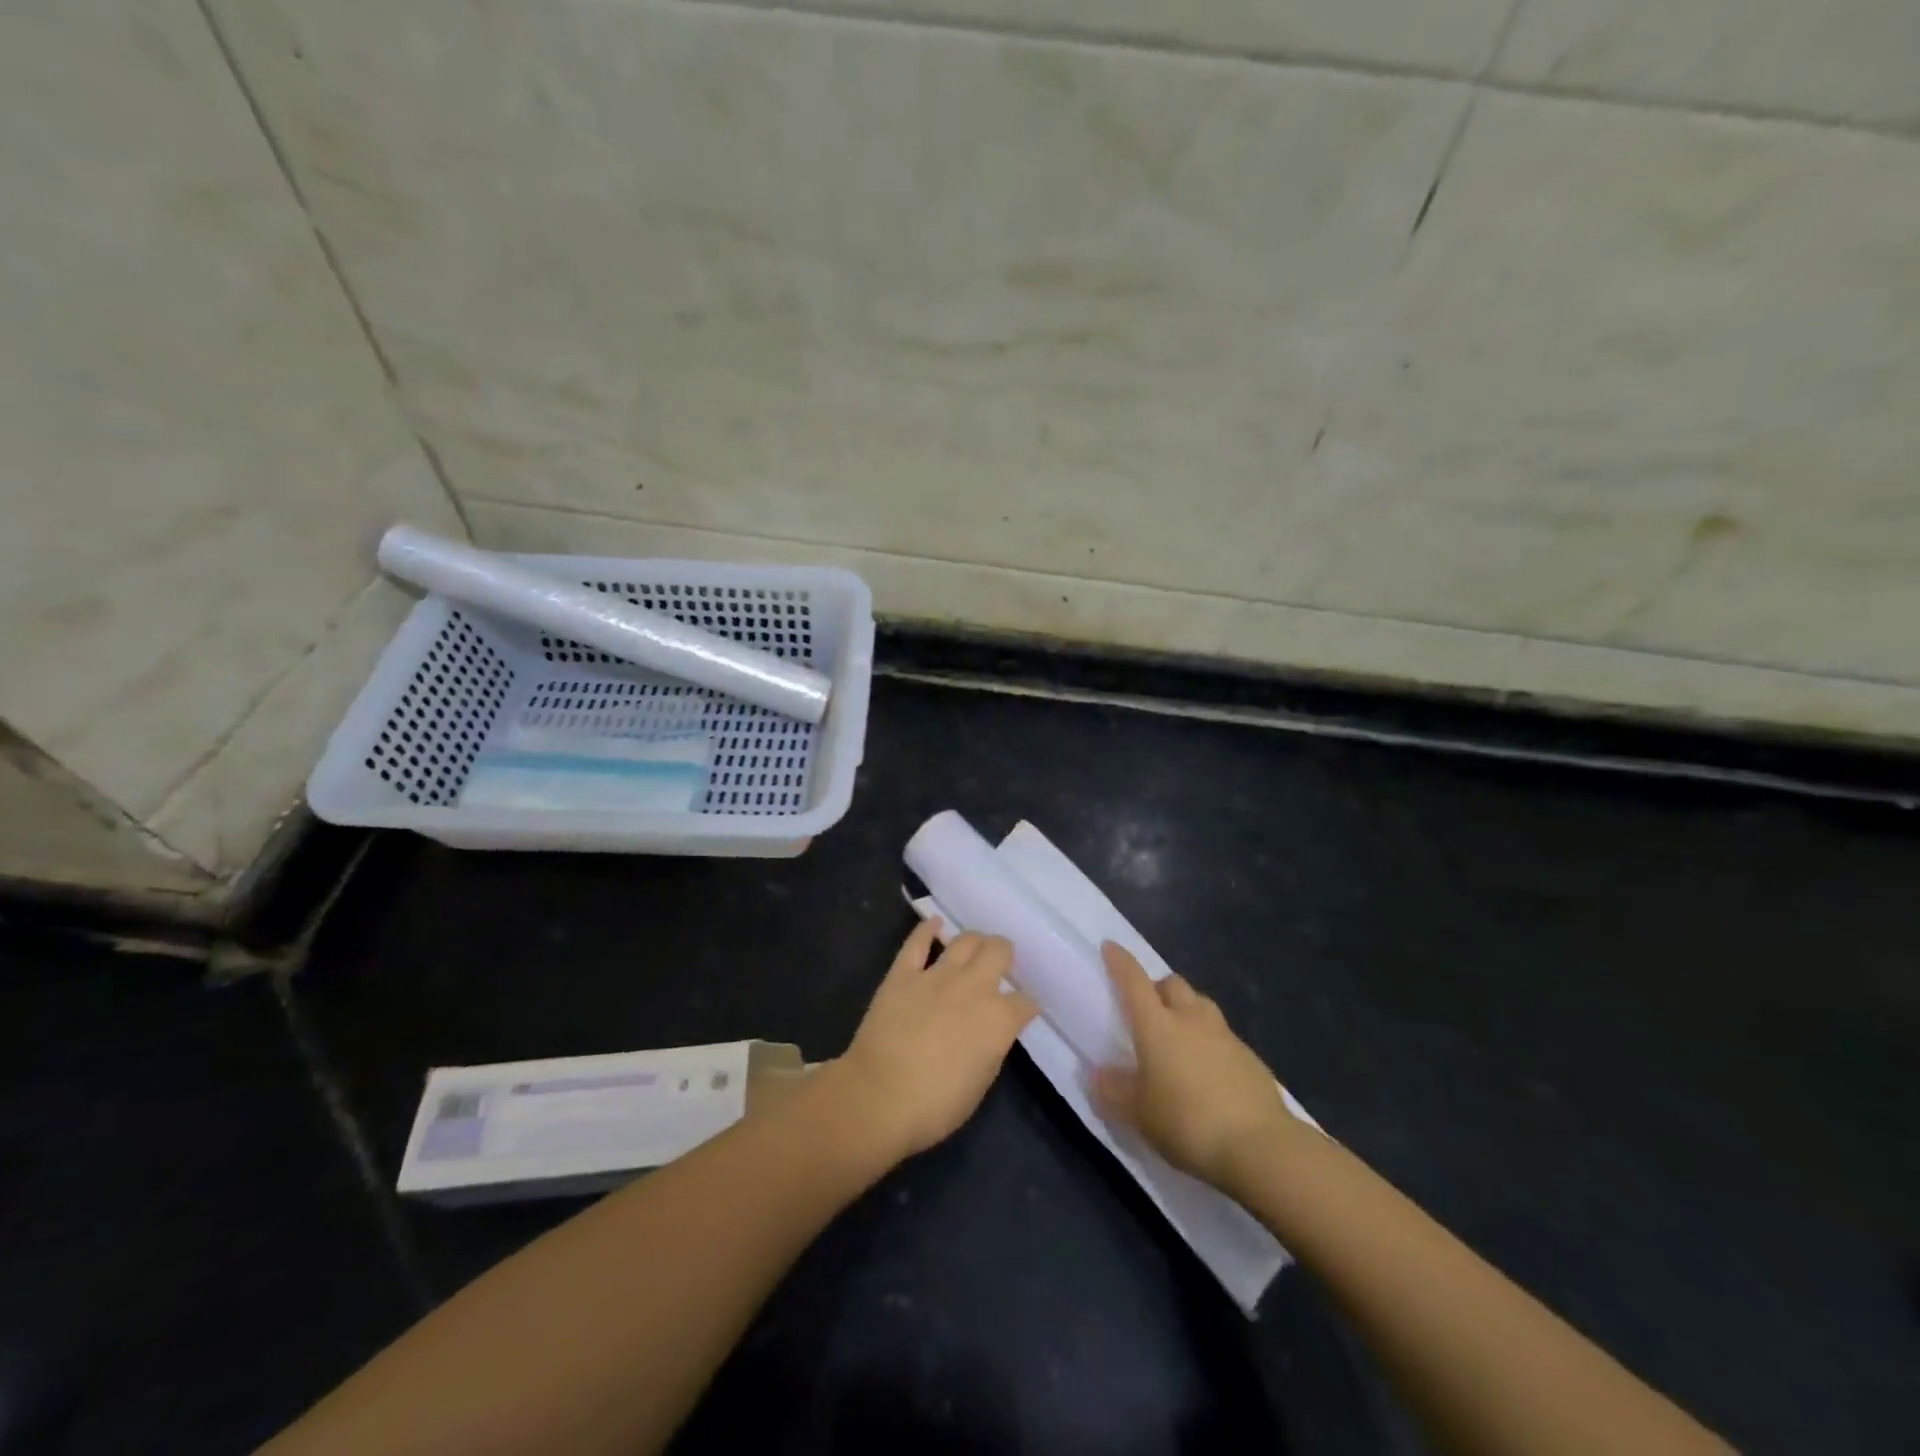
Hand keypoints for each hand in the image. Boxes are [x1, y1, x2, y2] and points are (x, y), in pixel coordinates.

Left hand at [832, 922, 1038, 1162]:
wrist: (878, 1098)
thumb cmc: (935, 1105)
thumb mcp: (981, 1082)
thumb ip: (993, 1046)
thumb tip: (993, 1031)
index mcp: (998, 1019)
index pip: (1025, 1002)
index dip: (1026, 1005)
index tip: (1023, 1010)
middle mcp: (974, 987)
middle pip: (999, 951)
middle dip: (1005, 955)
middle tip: (1000, 964)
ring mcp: (936, 975)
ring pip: (965, 939)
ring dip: (975, 941)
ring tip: (975, 947)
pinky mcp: (903, 973)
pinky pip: (917, 942)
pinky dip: (927, 929)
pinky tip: (934, 923)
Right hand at [1093, 943, 1296, 1190]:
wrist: (1261, 1147)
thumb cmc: (1188, 1123)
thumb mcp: (1139, 1115)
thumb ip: (1115, 1091)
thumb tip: (1099, 1074)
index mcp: (1157, 1025)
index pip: (1134, 981)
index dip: (1120, 962)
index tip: (1110, 947)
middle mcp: (1191, 1019)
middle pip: (1172, 984)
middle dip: (1157, 988)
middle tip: (1147, 1010)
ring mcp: (1225, 1035)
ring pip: (1200, 1005)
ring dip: (1186, 1010)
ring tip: (1179, 1038)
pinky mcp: (1250, 1058)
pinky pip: (1223, 1035)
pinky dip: (1210, 1041)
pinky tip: (1209, 1070)